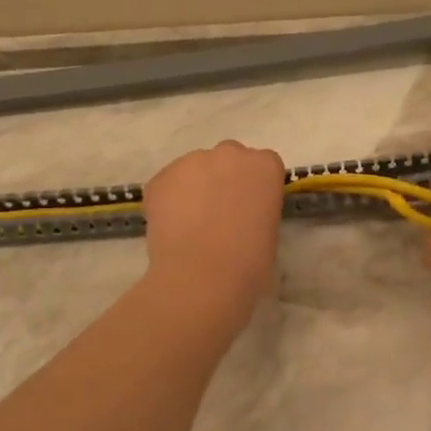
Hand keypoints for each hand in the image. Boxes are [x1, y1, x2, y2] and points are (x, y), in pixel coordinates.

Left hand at [142, 141, 286, 324]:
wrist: (202, 277)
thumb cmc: (249, 263)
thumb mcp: (269, 232)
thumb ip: (257, 210)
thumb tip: (241, 216)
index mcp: (265, 166)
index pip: (264, 164)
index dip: (255, 186)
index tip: (250, 208)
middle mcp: (230, 153)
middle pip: (229, 158)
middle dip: (225, 178)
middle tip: (220, 213)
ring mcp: (192, 161)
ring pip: (195, 169)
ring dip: (196, 188)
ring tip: (191, 224)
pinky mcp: (161, 177)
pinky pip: (168, 184)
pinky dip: (169, 200)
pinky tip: (172, 228)